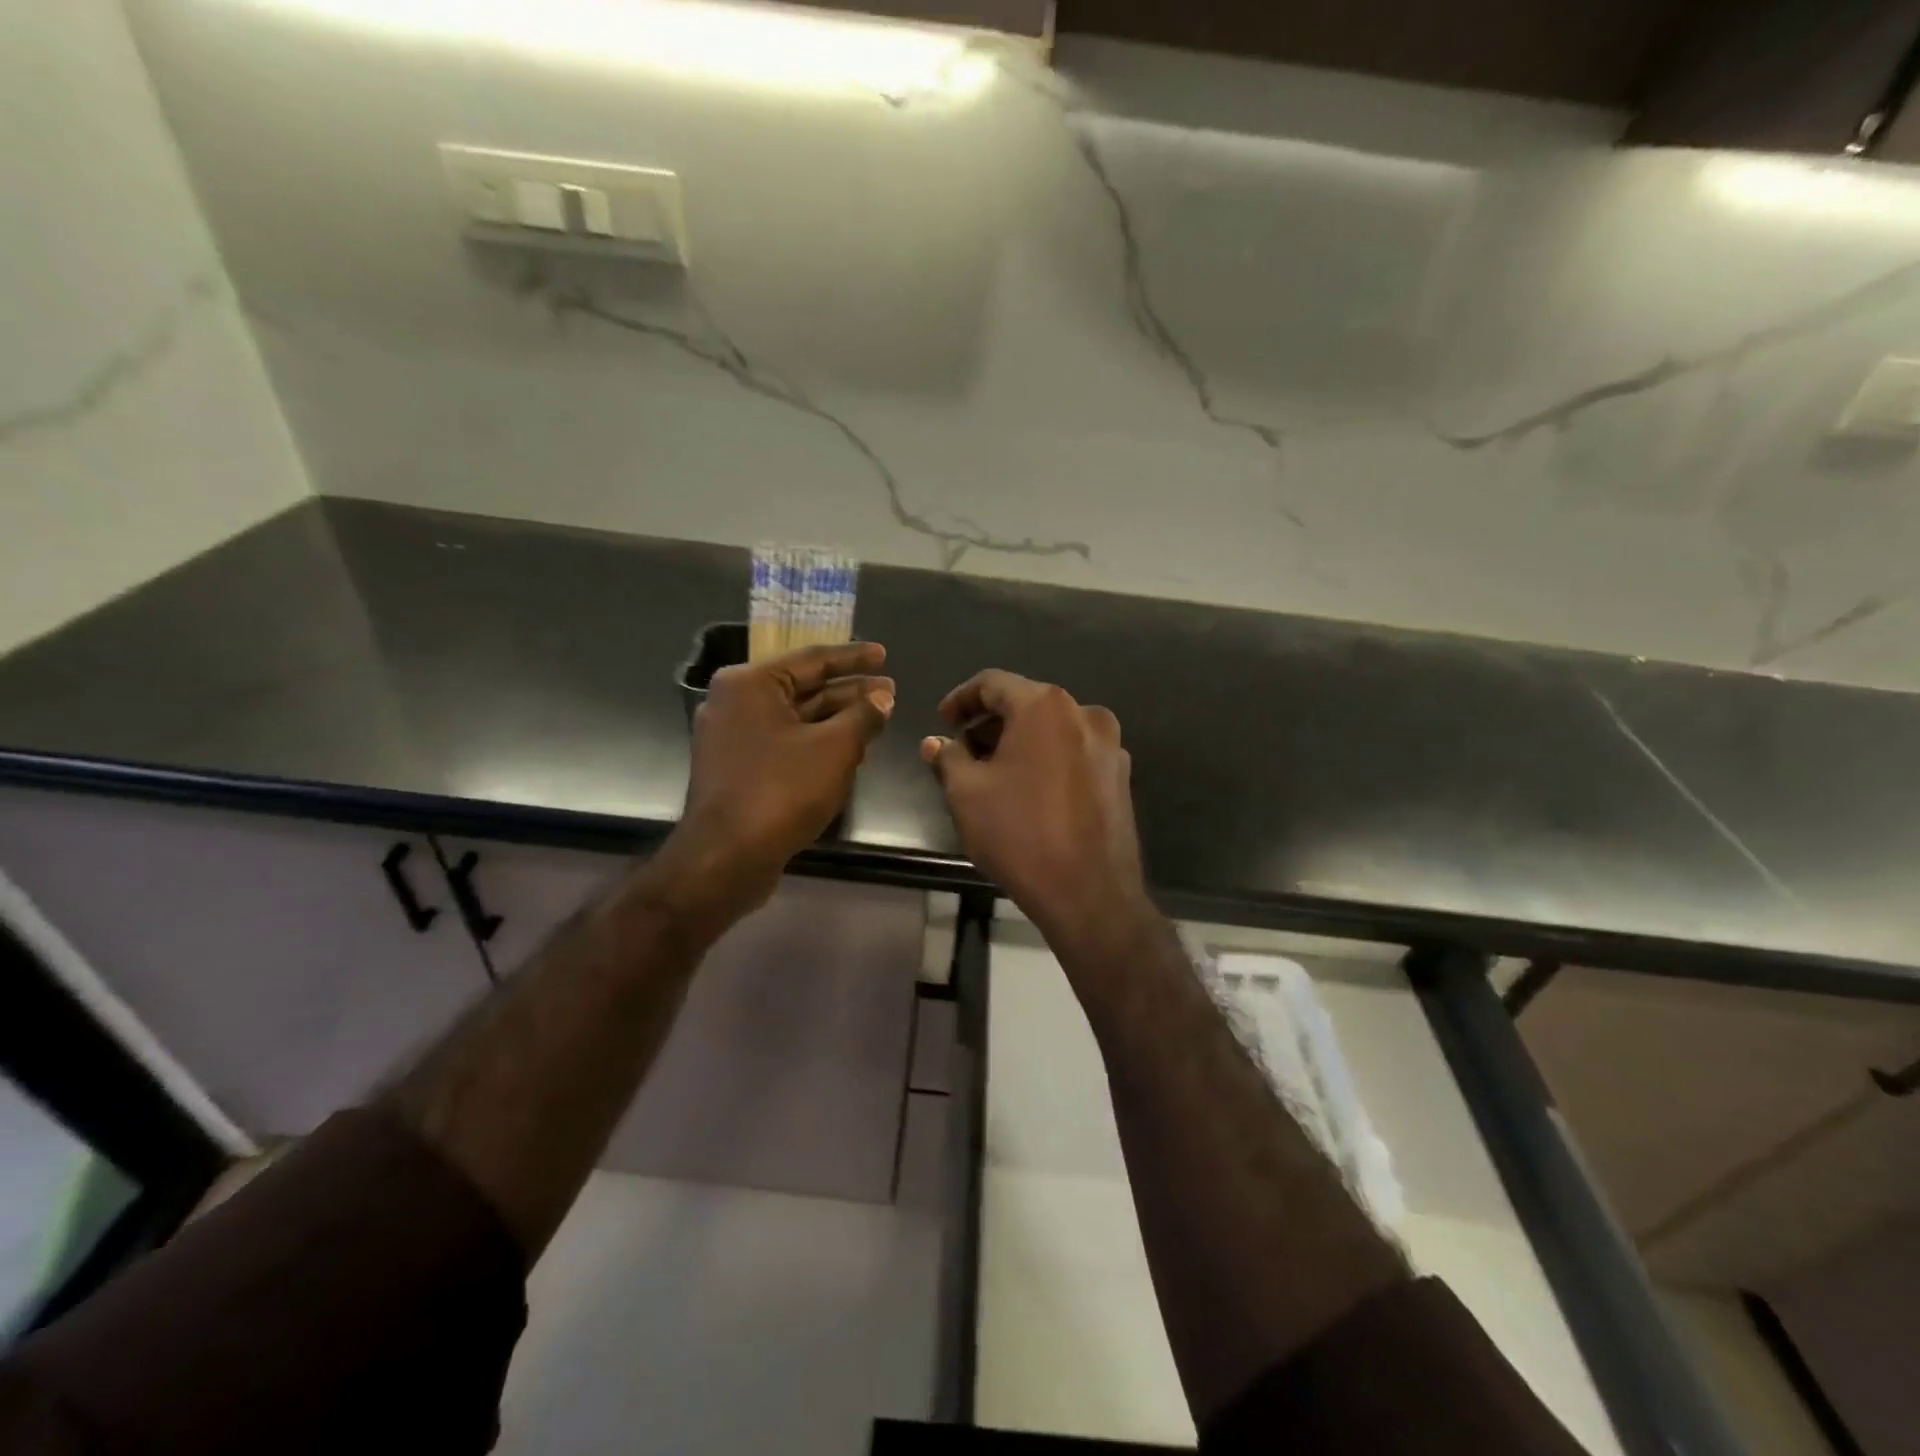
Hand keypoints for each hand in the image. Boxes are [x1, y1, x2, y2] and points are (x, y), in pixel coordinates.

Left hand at [654, 643, 893, 941]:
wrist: (726, 857)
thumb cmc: (781, 791)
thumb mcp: (835, 748)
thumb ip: (863, 716)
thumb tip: (882, 699)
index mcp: (751, 684)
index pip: (812, 659)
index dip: (854, 658)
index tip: (884, 655)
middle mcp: (736, 702)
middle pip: (803, 688)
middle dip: (849, 692)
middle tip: (889, 692)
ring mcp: (733, 737)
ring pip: (796, 718)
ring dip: (837, 719)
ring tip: (878, 719)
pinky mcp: (738, 768)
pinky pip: (785, 743)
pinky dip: (817, 742)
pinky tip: (850, 750)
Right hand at [922, 670, 1149, 948]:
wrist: (1090, 893)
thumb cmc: (1020, 834)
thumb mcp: (967, 794)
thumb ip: (948, 757)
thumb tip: (935, 742)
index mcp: (1045, 706)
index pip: (993, 683)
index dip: (961, 699)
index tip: (942, 722)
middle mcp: (1084, 713)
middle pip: (1026, 703)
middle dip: (989, 723)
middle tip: (961, 752)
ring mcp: (1109, 745)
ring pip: (1051, 729)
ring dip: (1018, 742)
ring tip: (991, 774)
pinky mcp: (1120, 776)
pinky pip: (1073, 753)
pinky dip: (1045, 760)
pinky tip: (1027, 791)